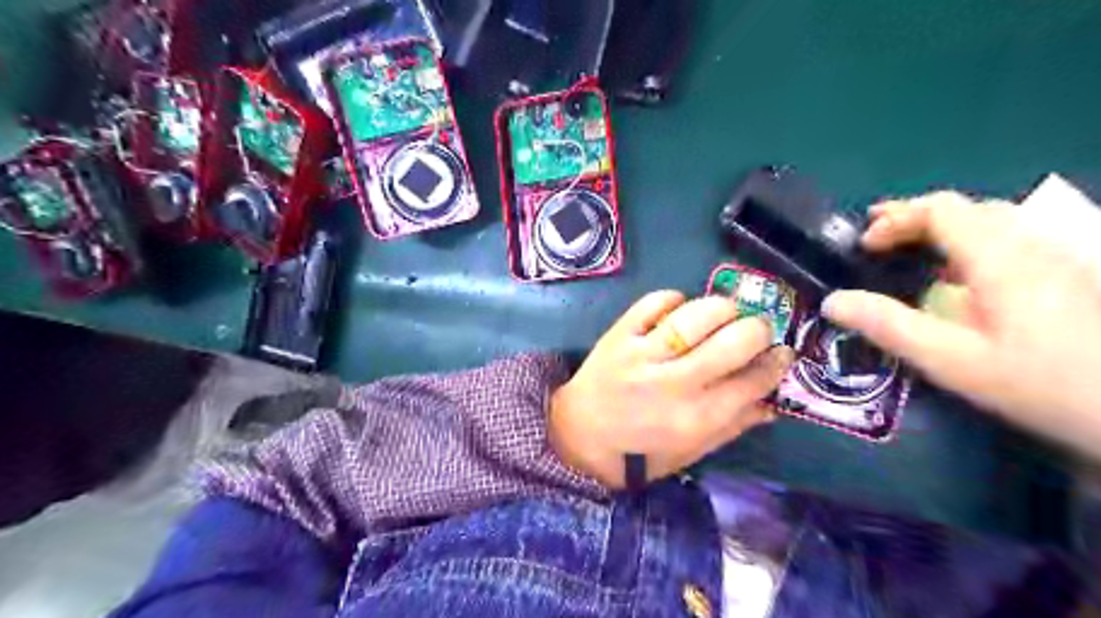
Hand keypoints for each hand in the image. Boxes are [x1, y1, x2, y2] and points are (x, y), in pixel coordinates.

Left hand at [548, 293, 790, 488]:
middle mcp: (674, 384)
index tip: (782, 353)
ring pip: (696, 316)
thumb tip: (774, 402)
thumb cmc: (640, 451)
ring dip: (721, 308)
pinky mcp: (619, 334)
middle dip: (757, 329)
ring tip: (725, 313)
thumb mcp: (692, 451)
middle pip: (733, 341)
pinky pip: (654, 302)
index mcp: (696, 418)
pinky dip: (673, 299)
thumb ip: (733, 425)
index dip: (777, 363)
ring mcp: (643, 355)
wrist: (580, 434)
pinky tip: (680, 309)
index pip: (754, 381)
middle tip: (755, 329)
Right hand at [820, 194, 1100, 458]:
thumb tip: (832, 301)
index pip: (941, 210)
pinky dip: (971, 245)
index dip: (895, 219)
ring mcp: (1060, 260)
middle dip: (915, 218)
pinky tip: (962, 279)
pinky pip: (1013, 242)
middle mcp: (1032, 246)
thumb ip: (889, 326)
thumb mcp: (952, 360)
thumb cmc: (1045, 385)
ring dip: (943, 229)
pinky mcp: (1074, 279)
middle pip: (968, 209)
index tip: (862, 246)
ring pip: (994, 223)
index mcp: (999, 258)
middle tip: (875, 239)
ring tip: (909, 251)